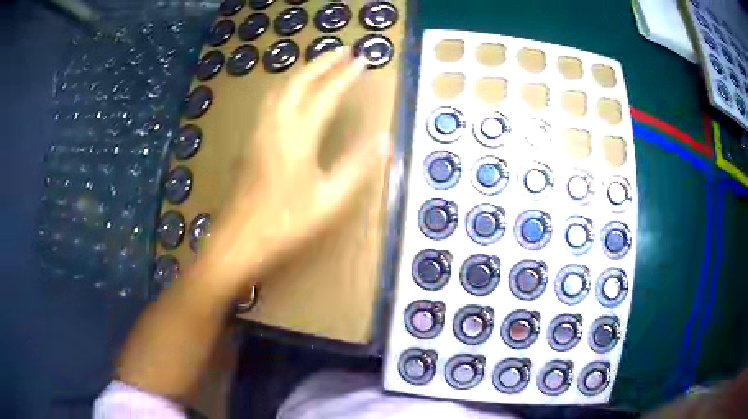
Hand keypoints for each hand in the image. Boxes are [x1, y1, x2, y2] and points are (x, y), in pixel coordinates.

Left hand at [200, 48, 390, 295]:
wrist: (239, 240)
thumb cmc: (285, 224)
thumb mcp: (329, 200)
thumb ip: (357, 166)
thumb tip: (384, 139)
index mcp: (299, 136)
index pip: (326, 94)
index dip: (345, 76)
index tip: (362, 61)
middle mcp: (276, 125)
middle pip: (299, 81)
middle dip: (322, 62)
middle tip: (342, 51)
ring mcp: (260, 131)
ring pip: (280, 89)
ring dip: (302, 72)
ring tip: (321, 66)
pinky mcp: (251, 141)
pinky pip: (270, 102)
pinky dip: (287, 87)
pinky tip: (292, 95)